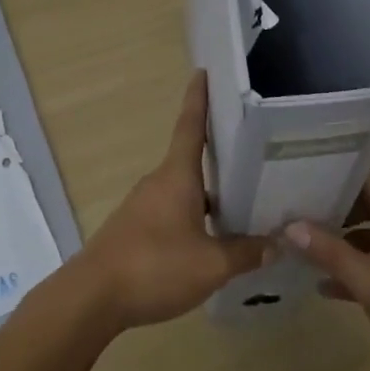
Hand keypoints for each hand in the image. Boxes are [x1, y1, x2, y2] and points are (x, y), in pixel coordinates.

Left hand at [71, 71, 266, 330]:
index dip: (198, 98)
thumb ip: (246, 253)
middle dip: (220, 158)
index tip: (203, 72)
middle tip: (254, 157)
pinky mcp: (134, 231)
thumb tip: (277, 243)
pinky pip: (171, 213)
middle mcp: (158, 183)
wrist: (92, 298)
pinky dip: (193, 218)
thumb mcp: (211, 265)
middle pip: (192, 161)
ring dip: (209, 195)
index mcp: (177, 176)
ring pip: (183, 191)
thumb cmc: (154, 267)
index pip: (191, 126)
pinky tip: (211, 242)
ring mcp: (142, 207)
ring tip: (243, 206)